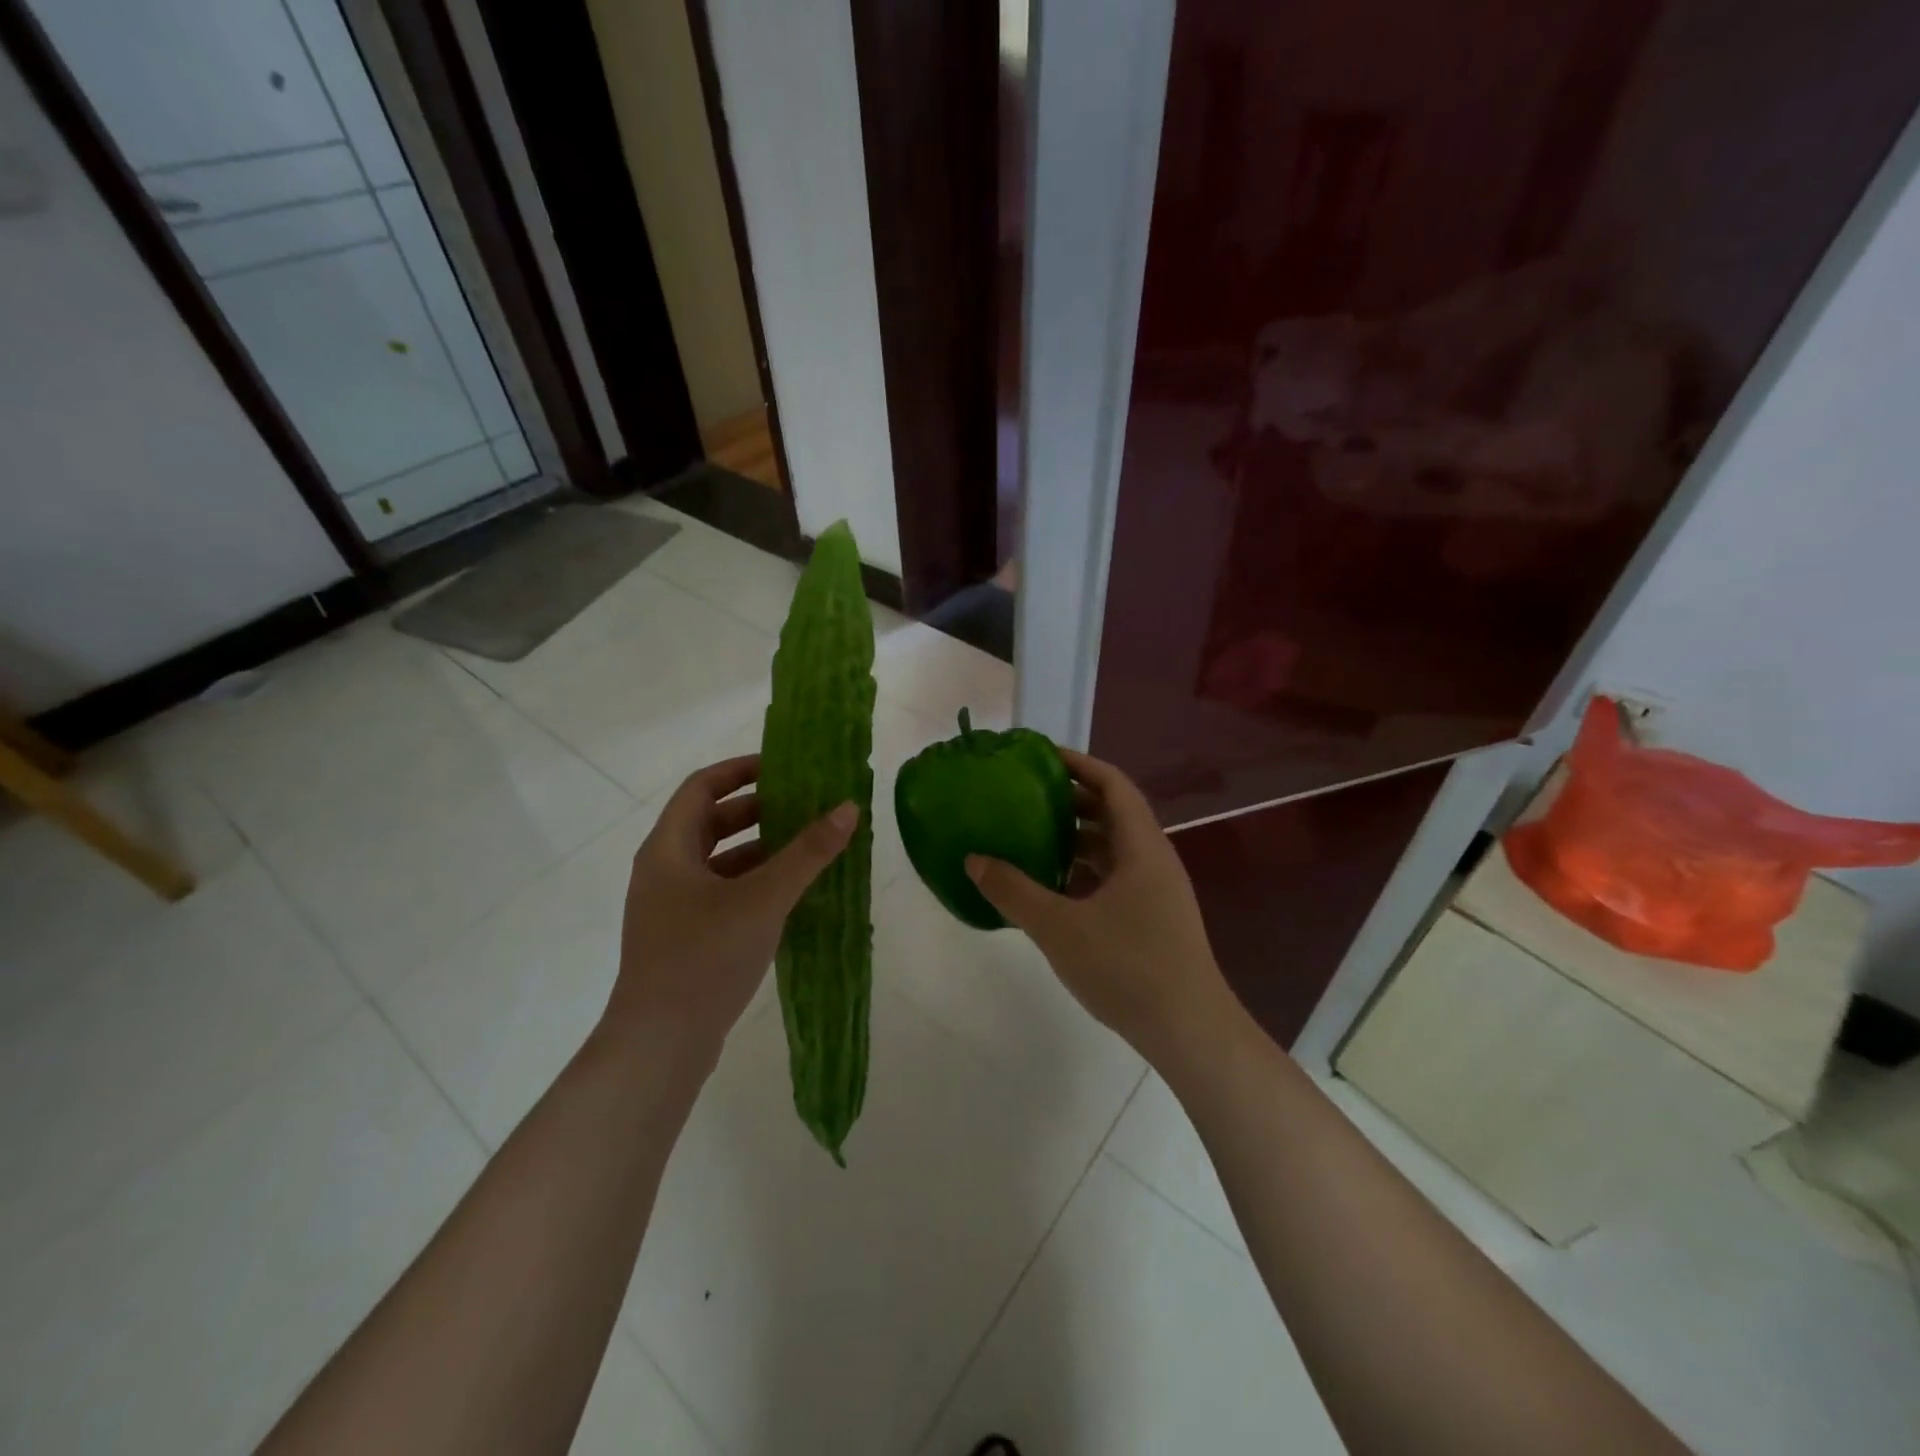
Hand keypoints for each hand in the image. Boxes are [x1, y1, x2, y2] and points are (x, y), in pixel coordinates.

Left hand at [607, 755, 856, 1071]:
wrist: (660, 1044)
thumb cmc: (704, 957)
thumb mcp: (763, 899)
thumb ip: (807, 853)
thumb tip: (848, 808)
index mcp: (668, 848)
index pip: (702, 787)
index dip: (741, 770)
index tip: (784, 766)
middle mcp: (664, 870)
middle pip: (712, 822)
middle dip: (759, 810)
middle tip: (805, 806)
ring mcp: (671, 907)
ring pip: (719, 861)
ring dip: (761, 849)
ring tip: (807, 848)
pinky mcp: (684, 937)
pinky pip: (722, 893)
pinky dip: (754, 883)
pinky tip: (790, 896)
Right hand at [966, 749, 1235, 1068]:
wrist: (1188, 1031)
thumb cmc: (1127, 967)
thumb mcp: (1059, 927)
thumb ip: (1013, 891)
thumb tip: (973, 859)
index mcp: (1141, 846)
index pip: (1112, 784)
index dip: (1078, 764)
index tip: (1040, 756)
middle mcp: (1153, 859)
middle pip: (1112, 813)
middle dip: (1070, 800)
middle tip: (1025, 795)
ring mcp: (1156, 891)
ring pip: (1113, 848)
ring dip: (1076, 838)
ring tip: (1032, 837)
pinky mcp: (1153, 918)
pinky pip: (1115, 878)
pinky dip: (1084, 872)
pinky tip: (1053, 888)